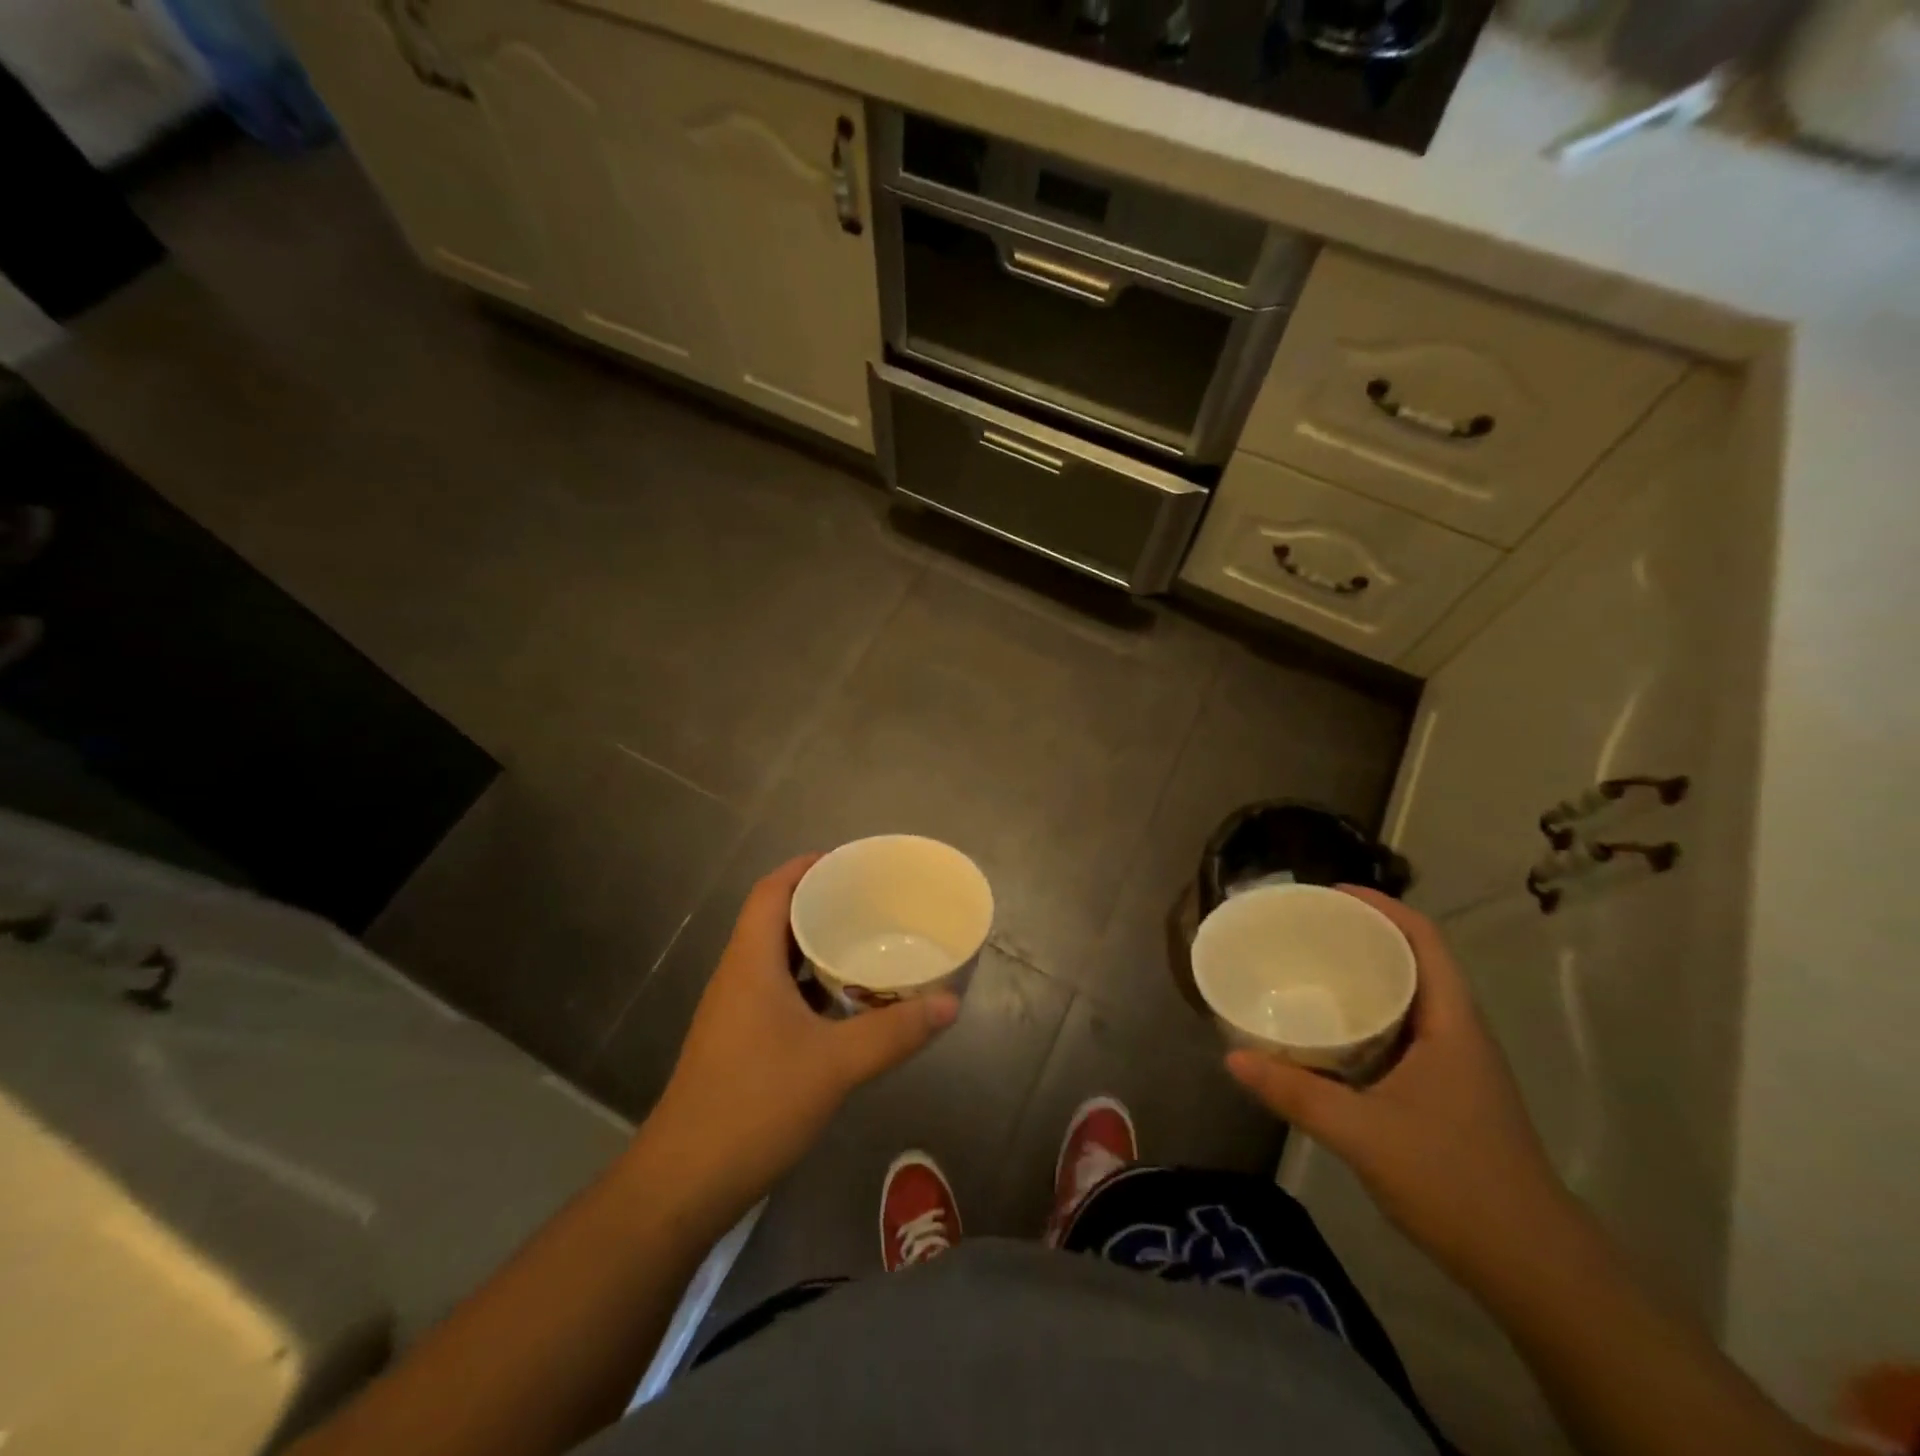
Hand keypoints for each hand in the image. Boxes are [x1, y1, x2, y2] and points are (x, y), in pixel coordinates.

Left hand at [646, 855, 959, 1216]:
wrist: (684, 1184)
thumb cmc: (754, 1105)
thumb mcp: (834, 1065)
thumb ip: (894, 1032)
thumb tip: (950, 1002)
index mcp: (750, 962)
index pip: (772, 891)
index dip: (806, 867)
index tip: (849, 861)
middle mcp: (738, 976)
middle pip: (776, 919)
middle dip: (820, 903)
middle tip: (871, 900)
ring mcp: (735, 1012)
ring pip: (778, 959)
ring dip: (816, 945)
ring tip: (865, 941)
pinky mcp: (740, 1042)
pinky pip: (779, 992)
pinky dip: (811, 985)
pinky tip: (845, 1003)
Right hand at [1225, 886, 1567, 1274]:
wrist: (1534, 1269)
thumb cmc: (1456, 1183)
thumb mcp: (1363, 1134)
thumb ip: (1296, 1093)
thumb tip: (1232, 1057)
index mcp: (1451, 1023)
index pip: (1424, 940)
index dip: (1382, 906)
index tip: (1330, 893)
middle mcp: (1458, 1032)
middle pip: (1414, 960)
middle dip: (1363, 935)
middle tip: (1305, 929)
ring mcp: (1455, 1064)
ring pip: (1409, 997)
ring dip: (1365, 975)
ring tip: (1309, 968)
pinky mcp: (1446, 1091)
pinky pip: (1403, 1031)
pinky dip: (1367, 1015)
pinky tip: (1330, 1033)